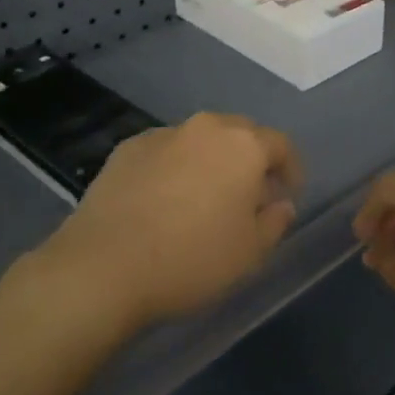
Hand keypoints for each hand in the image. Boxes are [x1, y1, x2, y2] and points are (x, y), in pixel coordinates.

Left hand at [33, 113, 302, 331]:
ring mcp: (162, 135)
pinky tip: (164, 200)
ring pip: (200, 140)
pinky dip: (174, 167)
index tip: (288, 195)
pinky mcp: (126, 149)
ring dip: (211, 161)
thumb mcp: (251, 253)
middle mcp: (205, 128)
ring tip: (204, 198)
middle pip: (240, 134)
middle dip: (251, 159)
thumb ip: (275, 222)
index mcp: (243, 146)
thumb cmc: (192, 259)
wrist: (103, 267)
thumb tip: (281, 204)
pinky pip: (165, 152)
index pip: (281, 144)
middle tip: (250, 195)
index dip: (291, 169)